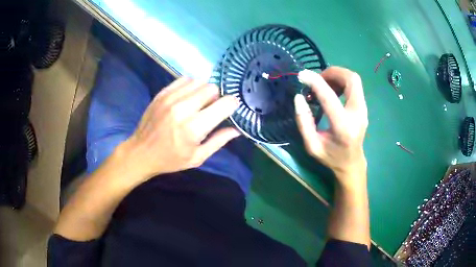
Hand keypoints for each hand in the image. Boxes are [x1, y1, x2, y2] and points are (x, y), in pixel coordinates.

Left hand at [119, 77, 240, 184]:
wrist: (141, 152)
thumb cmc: (170, 159)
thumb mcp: (197, 157)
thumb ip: (219, 141)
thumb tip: (237, 129)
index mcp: (193, 128)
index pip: (223, 104)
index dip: (231, 104)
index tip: (230, 109)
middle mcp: (182, 109)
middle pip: (211, 88)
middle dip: (216, 97)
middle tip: (211, 109)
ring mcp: (170, 98)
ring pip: (198, 81)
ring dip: (203, 90)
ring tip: (198, 103)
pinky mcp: (162, 93)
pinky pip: (184, 79)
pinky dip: (190, 86)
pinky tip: (187, 97)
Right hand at [294, 67, 367, 186]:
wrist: (352, 164)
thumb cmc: (331, 157)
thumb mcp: (312, 145)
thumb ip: (304, 122)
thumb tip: (299, 97)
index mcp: (343, 127)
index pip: (329, 97)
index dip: (315, 82)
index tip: (302, 75)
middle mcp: (358, 114)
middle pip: (351, 79)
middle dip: (333, 72)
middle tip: (318, 78)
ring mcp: (363, 110)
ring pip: (354, 80)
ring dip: (337, 76)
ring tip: (323, 84)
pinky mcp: (363, 107)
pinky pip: (354, 86)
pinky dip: (342, 81)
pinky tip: (332, 90)